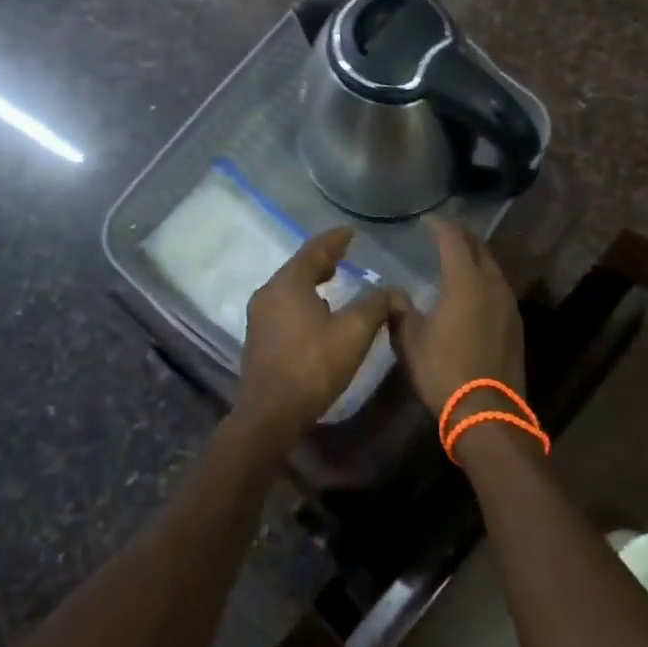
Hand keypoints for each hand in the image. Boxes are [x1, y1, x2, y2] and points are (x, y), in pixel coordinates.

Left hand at [236, 227, 392, 443]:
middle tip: (344, 253)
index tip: (351, 232)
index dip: (334, 239)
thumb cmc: (312, 367)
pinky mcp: (259, 337)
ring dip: (312, 278)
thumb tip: (388, 289)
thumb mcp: (353, 334)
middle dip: (323, 258)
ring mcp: (259, 316)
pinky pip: (284, 304)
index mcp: (288, 284)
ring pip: (289, 286)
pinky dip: (303, 297)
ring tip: (333, 278)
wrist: (269, 414)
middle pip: (298, 266)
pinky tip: (317, 310)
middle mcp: (269, 293)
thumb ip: (374, 305)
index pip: (313, 250)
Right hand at [388, 219, 524, 419]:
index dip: (440, 226)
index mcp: (465, 282)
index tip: (427, 220)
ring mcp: (508, 304)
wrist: (488, 413)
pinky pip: (498, 287)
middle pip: (479, 248)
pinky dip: (484, 278)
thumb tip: (392, 291)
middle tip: (442, 233)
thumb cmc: (444, 372)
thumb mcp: (410, 341)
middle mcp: (492, 285)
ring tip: (456, 258)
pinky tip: (472, 290)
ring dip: (475, 257)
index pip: (453, 240)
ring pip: (492, 267)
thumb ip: (400, 310)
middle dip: (461, 236)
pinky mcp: (515, 323)